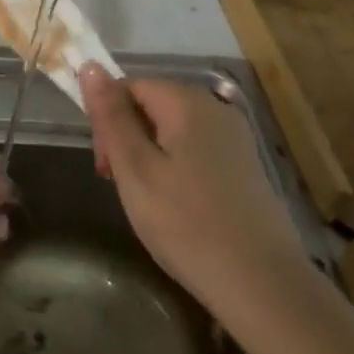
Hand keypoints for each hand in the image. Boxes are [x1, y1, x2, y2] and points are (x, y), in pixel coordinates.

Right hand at [81, 66, 307, 318]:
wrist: (265, 287)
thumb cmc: (187, 225)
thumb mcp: (135, 169)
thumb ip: (111, 116)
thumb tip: (89, 65)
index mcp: (186, 101)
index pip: (129, 86)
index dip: (108, 120)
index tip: (105, 167)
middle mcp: (215, 108)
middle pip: (152, 105)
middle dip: (128, 139)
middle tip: (122, 187)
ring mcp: (235, 137)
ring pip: (173, 130)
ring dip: (150, 157)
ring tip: (149, 202)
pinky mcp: (246, 166)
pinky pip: (196, 150)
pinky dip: (176, 170)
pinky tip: (178, 208)